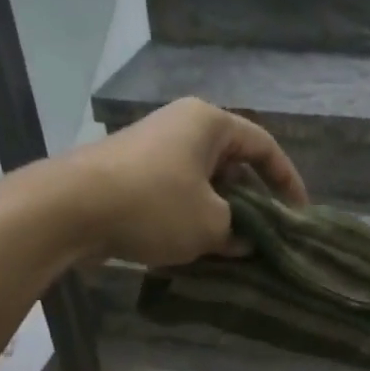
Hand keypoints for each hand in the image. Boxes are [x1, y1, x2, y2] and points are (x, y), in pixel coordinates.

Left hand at [65, 98, 307, 267]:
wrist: (70, 209)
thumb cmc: (155, 206)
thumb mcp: (211, 225)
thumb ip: (239, 232)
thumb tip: (245, 241)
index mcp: (208, 123)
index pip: (263, 146)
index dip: (286, 180)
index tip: (298, 213)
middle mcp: (180, 126)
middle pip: (231, 163)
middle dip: (250, 200)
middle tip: (264, 234)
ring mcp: (151, 148)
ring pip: (201, 182)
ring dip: (219, 213)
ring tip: (231, 247)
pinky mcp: (128, 173)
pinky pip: (173, 193)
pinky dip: (189, 216)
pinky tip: (193, 247)